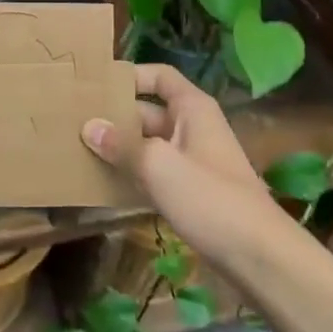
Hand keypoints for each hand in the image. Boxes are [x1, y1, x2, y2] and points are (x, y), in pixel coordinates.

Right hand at [81, 64, 280, 262]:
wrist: (258, 255)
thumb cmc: (210, 198)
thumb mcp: (159, 166)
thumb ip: (122, 145)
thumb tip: (89, 126)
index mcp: (192, 109)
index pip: (159, 76)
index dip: (130, 76)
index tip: (95, 86)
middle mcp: (192, 127)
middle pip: (148, 111)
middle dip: (115, 116)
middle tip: (75, 121)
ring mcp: (192, 161)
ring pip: (148, 144)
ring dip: (120, 147)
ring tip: (80, 150)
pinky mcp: (190, 191)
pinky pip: (154, 172)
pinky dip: (132, 174)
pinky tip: (102, 184)